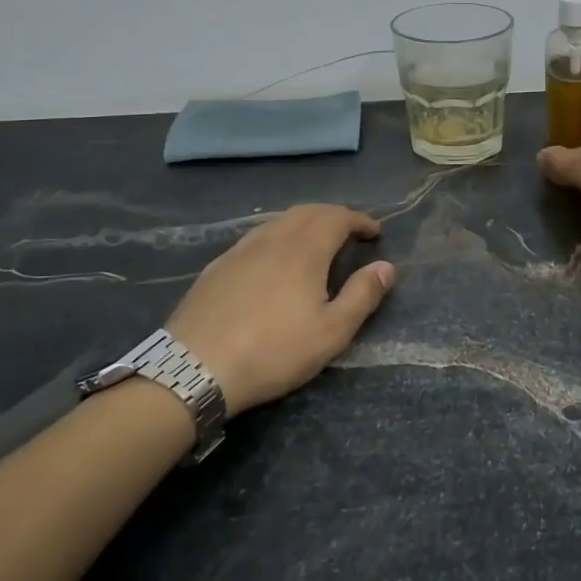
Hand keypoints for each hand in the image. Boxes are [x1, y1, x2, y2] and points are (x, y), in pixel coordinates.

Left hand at [165, 205, 394, 415]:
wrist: (194, 369)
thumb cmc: (273, 351)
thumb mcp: (331, 332)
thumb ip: (362, 296)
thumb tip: (387, 267)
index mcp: (304, 250)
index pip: (337, 218)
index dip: (359, 220)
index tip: (375, 232)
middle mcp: (272, 240)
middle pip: (307, 212)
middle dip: (333, 215)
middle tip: (350, 232)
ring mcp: (240, 251)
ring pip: (278, 221)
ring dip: (304, 222)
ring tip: (316, 241)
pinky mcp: (216, 267)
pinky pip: (255, 238)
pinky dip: (277, 236)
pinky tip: (273, 259)